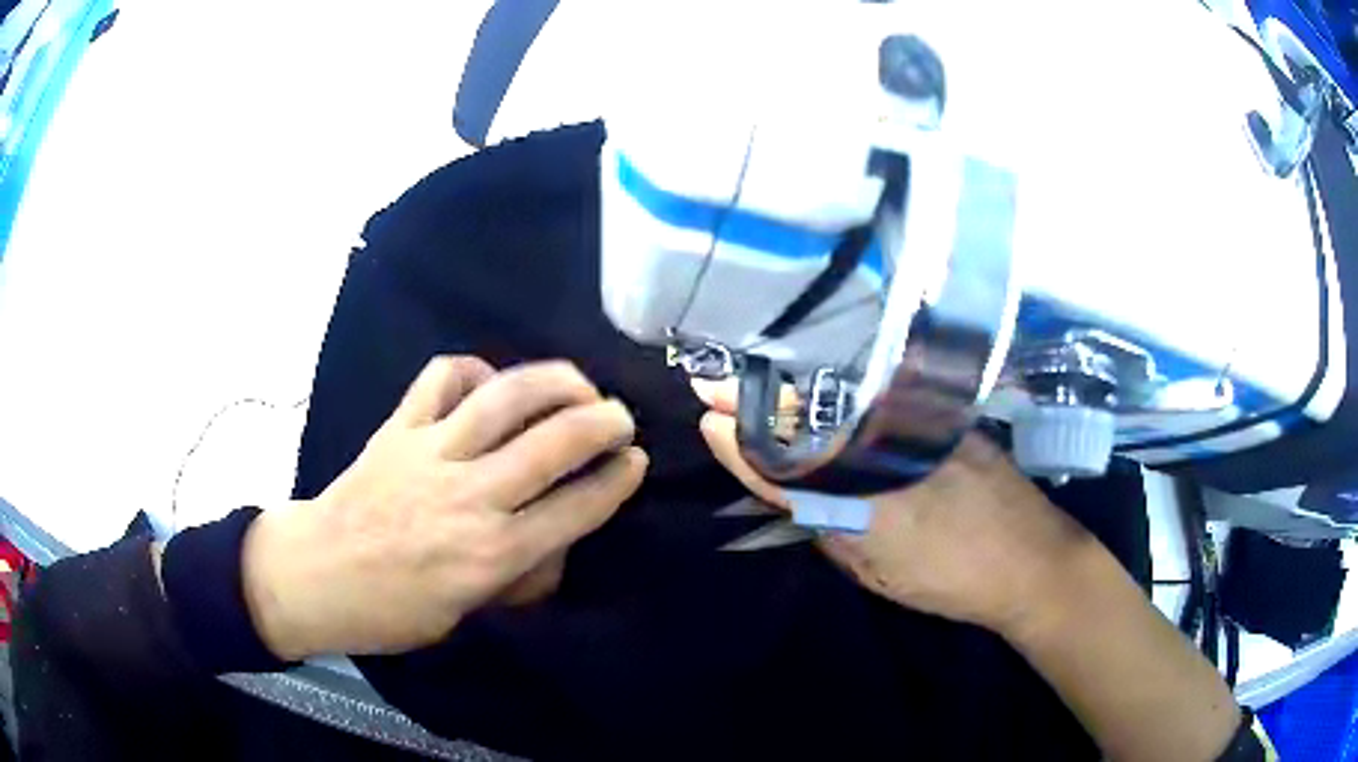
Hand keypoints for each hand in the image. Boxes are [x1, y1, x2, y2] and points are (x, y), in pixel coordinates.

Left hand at [240, 357, 648, 659]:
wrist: (316, 575)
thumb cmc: (394, 610)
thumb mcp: (467, 615)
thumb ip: (519, 576)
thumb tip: (557, 539)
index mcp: (492, 553)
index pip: (577, 506)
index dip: (618, 478)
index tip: (636, 460)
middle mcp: (470, 497)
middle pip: (555, 442)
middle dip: (603, 421)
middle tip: (619, 417)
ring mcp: (431, 453)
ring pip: (506, 398)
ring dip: (555, 382)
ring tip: (577, 383)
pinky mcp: (398, 427)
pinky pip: (442, 378)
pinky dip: (473, 369)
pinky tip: (487, 381)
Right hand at [695, 379, 1096, 636]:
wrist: (1030, 559)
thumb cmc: (950, 580)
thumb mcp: (876, 572)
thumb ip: (829, 529)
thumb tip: (798, 495)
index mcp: (861, 499)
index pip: (783, 466)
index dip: (741, 445)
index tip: (708, 422)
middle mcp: (884, 452)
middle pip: (806, 421)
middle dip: (753, 402)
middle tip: (713, 386)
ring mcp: (917, 426)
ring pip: (839, 401)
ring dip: (791, 390)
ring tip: (754, 379)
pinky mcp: (943, 414)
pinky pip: (878, 394)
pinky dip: (841, 386)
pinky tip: (822, 379)